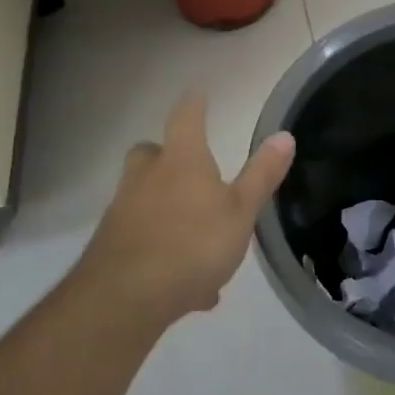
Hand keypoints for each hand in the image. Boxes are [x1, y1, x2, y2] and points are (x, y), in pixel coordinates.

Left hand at [74, 93, 295, 327]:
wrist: (122, 302)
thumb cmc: (192, 244)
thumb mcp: (241, 211)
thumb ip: (262, 175)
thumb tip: (284, 135)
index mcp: (181, 161)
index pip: (186, 118)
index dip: (194, 104)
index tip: (198, 92)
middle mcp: (146, 179)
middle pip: (150, 153)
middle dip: (166, 155)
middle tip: (187, 167)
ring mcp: (123, 213)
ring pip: (143, 198)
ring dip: (166, 207)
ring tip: (199, 238)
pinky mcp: (110, 250)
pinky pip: (143, 242)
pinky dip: (162, 253)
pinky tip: (189, 287)